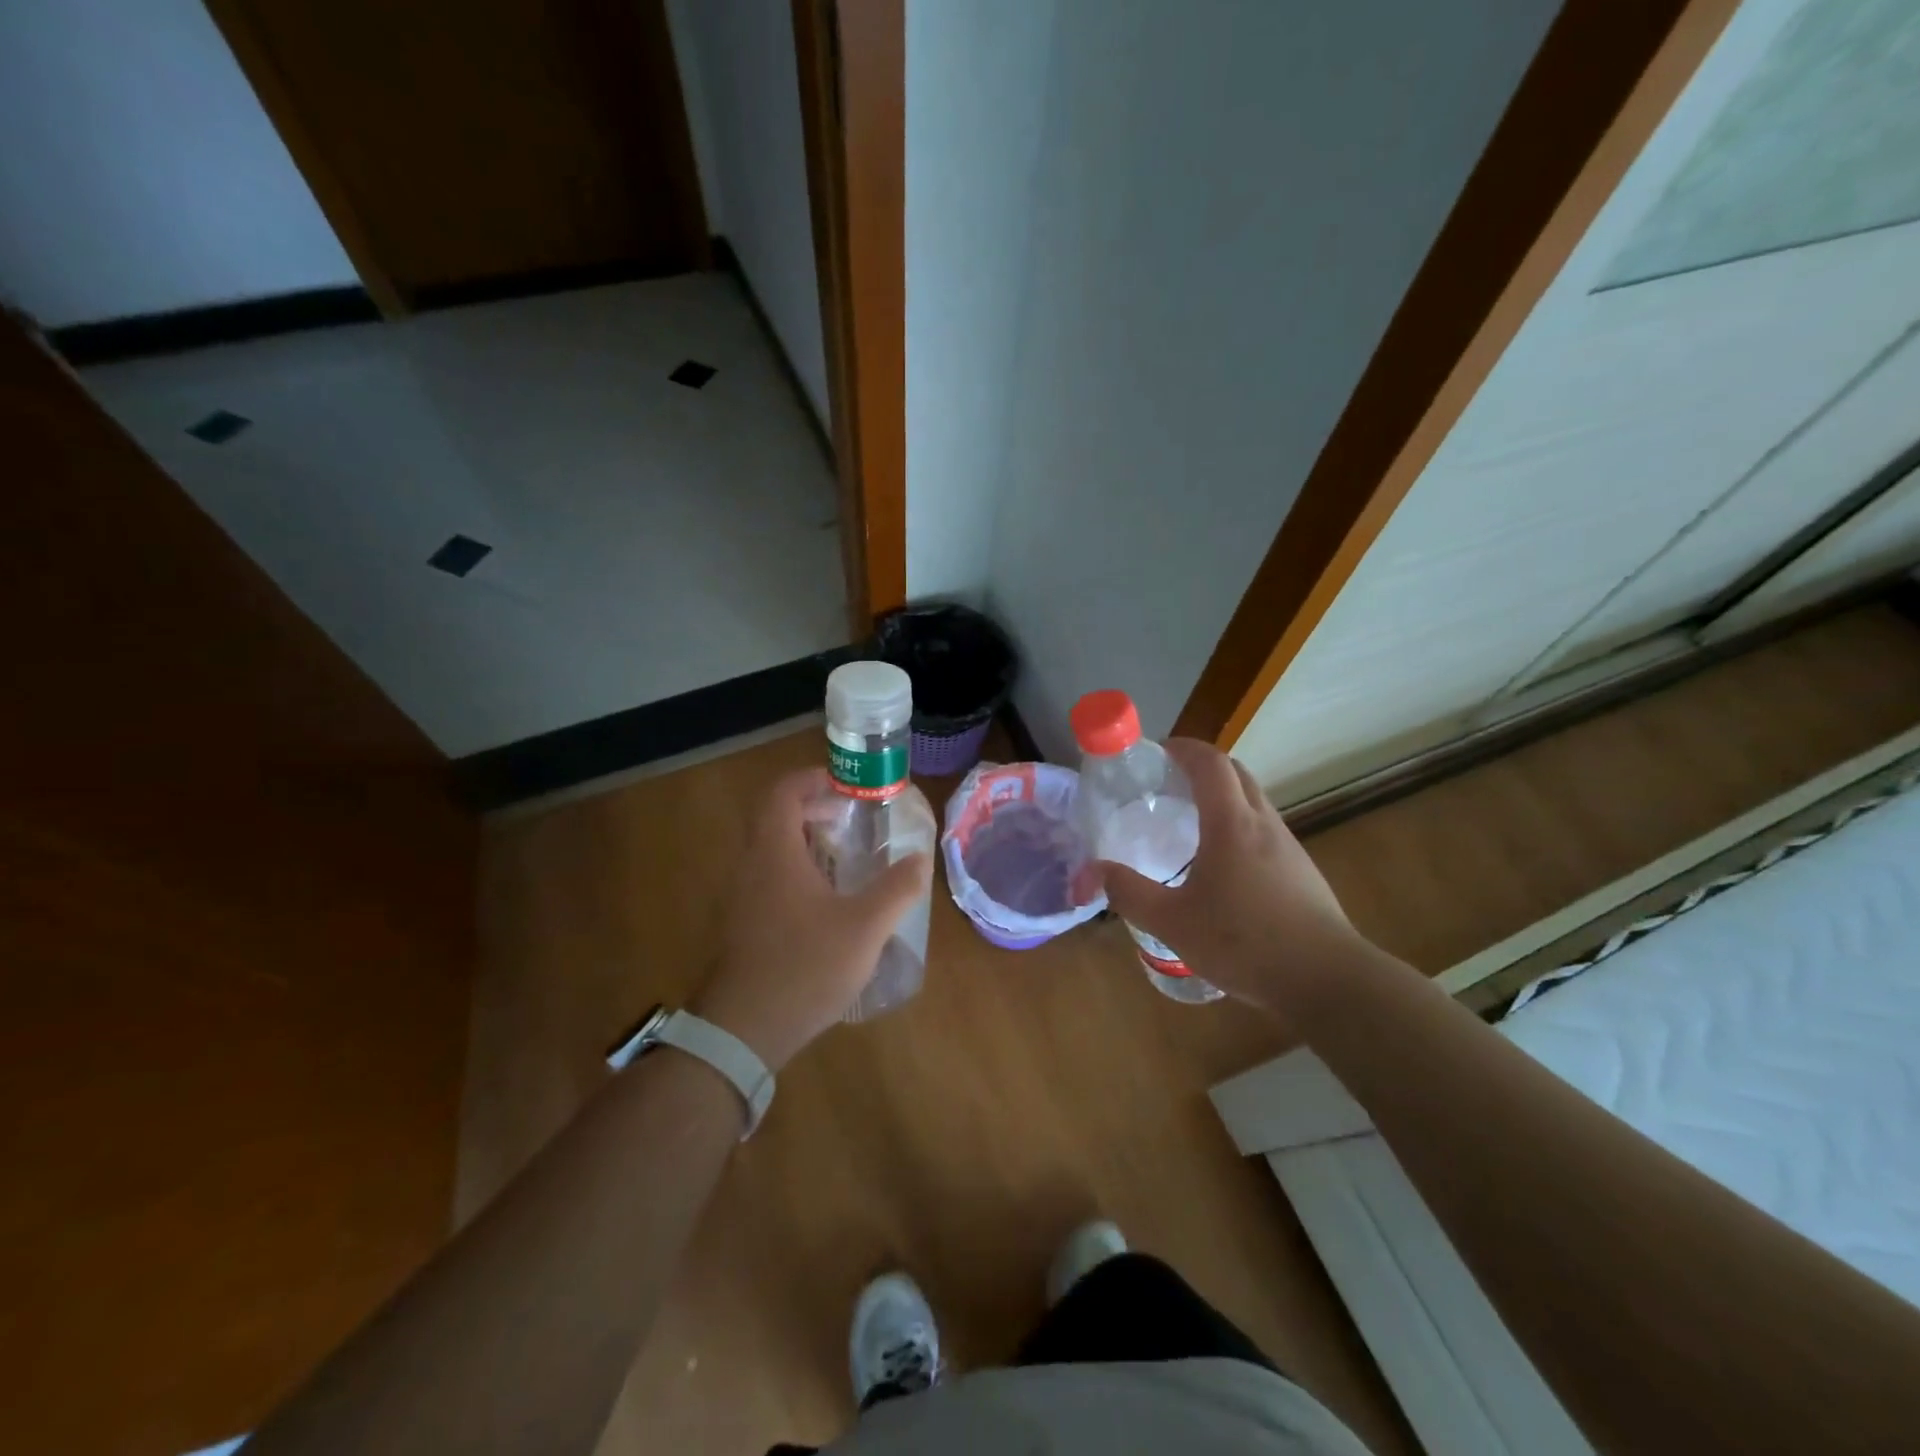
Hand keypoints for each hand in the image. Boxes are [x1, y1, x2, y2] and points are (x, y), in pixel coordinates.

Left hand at [692, 767, 930, 1069]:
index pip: (783, 792)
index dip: (813, 779)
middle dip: (814, 808)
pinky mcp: (743, 922)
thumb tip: (920, 858)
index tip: (847, 787)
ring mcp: (742, 896)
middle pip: (776, 817)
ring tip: (847, 856)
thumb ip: (896, 889)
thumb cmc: (804, 967)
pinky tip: (827, 900)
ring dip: (806, 840)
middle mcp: (751, 865)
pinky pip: (769, 876)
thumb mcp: (864, 927)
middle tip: (853, 819)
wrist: (744, 1030)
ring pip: (771, 848)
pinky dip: (797, 869)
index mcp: (774, 853)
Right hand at [1097, 739, 1356, 1020]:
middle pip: (1236, 773)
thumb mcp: (1173, 922)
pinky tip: (1222, 865)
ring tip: (1189, 822)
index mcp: (1231, 824)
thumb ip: (1129, 893)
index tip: (1157, 751)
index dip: (1183, 748)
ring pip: (1253, 801)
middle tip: (1168, 782)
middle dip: (1202, 766)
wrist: (1327, 981)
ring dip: (1223, 796)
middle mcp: (1264, 824)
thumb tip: (1092, 871)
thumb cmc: (1245, 943)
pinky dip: (1239, 825)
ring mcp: (1288, 846)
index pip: (1210, 763)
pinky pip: (1264, 830)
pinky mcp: (1301, 871)